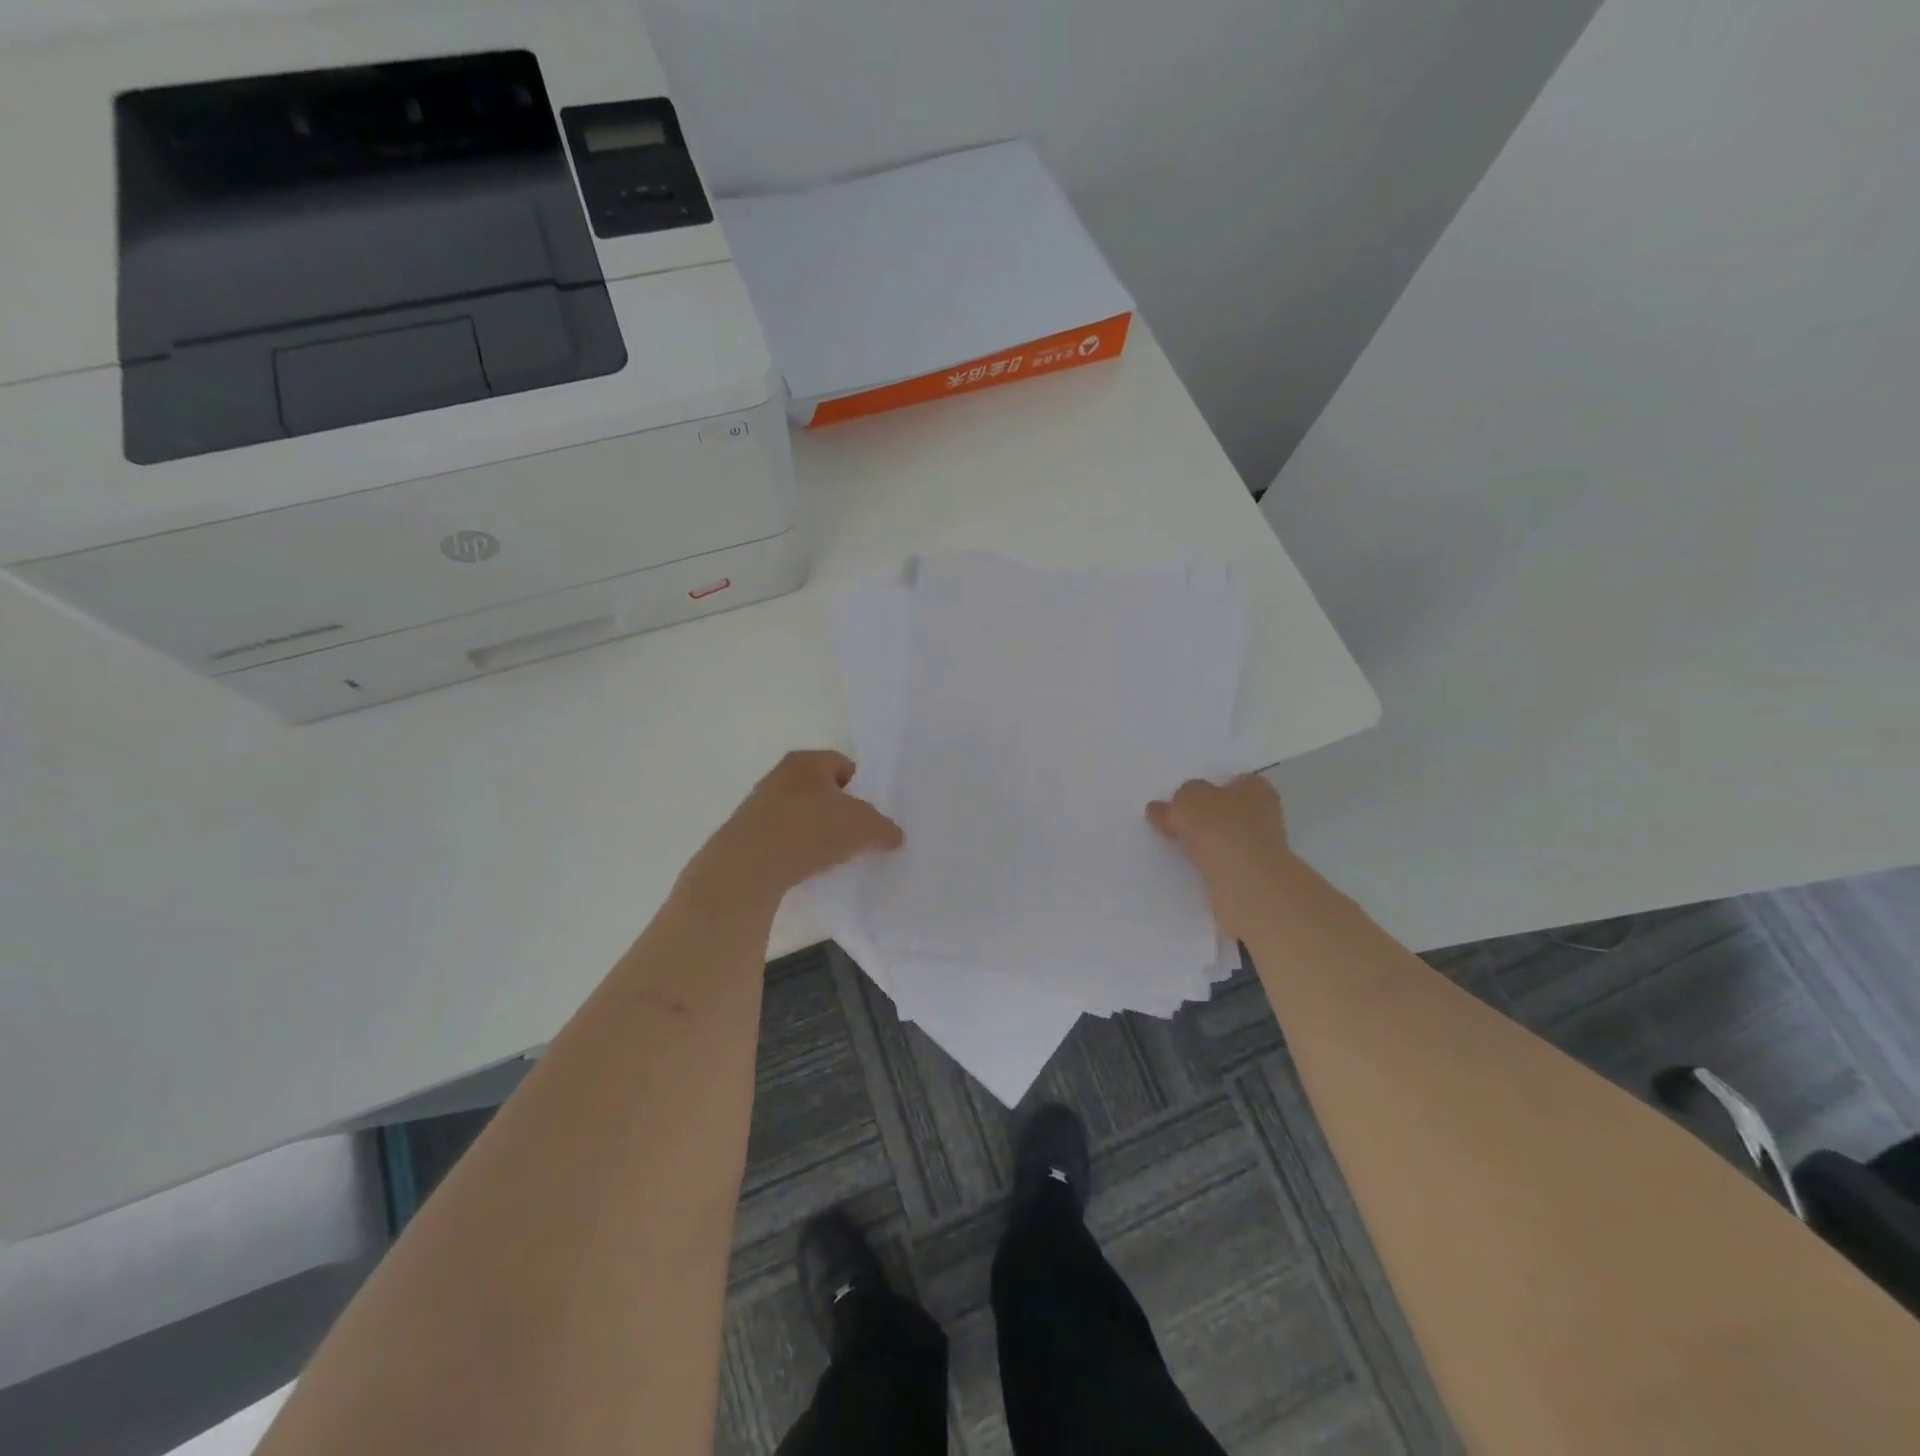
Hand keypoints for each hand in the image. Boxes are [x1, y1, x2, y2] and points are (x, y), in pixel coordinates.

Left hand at [684, 750, 902, 913]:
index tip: (872, 815)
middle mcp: (780, 775)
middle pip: (822, 790)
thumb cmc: (810, 830)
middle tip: (858, 836)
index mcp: (808, 760)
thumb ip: (885, 828)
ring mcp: (759, 805)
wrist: (748, 868)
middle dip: (840, 811)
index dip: (863, 788)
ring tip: (834, 857)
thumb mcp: (864, 827)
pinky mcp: (747, 835)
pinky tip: (807, 869)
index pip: (844, 765)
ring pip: (801, 815)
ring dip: (817, 833)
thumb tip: (894, 836)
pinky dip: (797, 851)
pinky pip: (784, 838)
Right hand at [1147, 775, 1293, 940]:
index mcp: (1256, 788)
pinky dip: (1210, 863)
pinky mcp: (1254, 874)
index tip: (1184, 801)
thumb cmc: (1219, 827)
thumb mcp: (1187, 799)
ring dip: (1207, 842)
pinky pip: (1225, 862)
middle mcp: (1264, 814)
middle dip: (1206, 816)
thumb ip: (1176, 799)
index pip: (1232, 781)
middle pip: (1228, 810)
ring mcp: (1262, 846)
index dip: (1207, 788)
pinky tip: (1191, 866)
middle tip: (1175, 823)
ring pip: (1226, 838)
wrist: (1244, 881)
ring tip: (1177, 847)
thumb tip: (1162, 808)